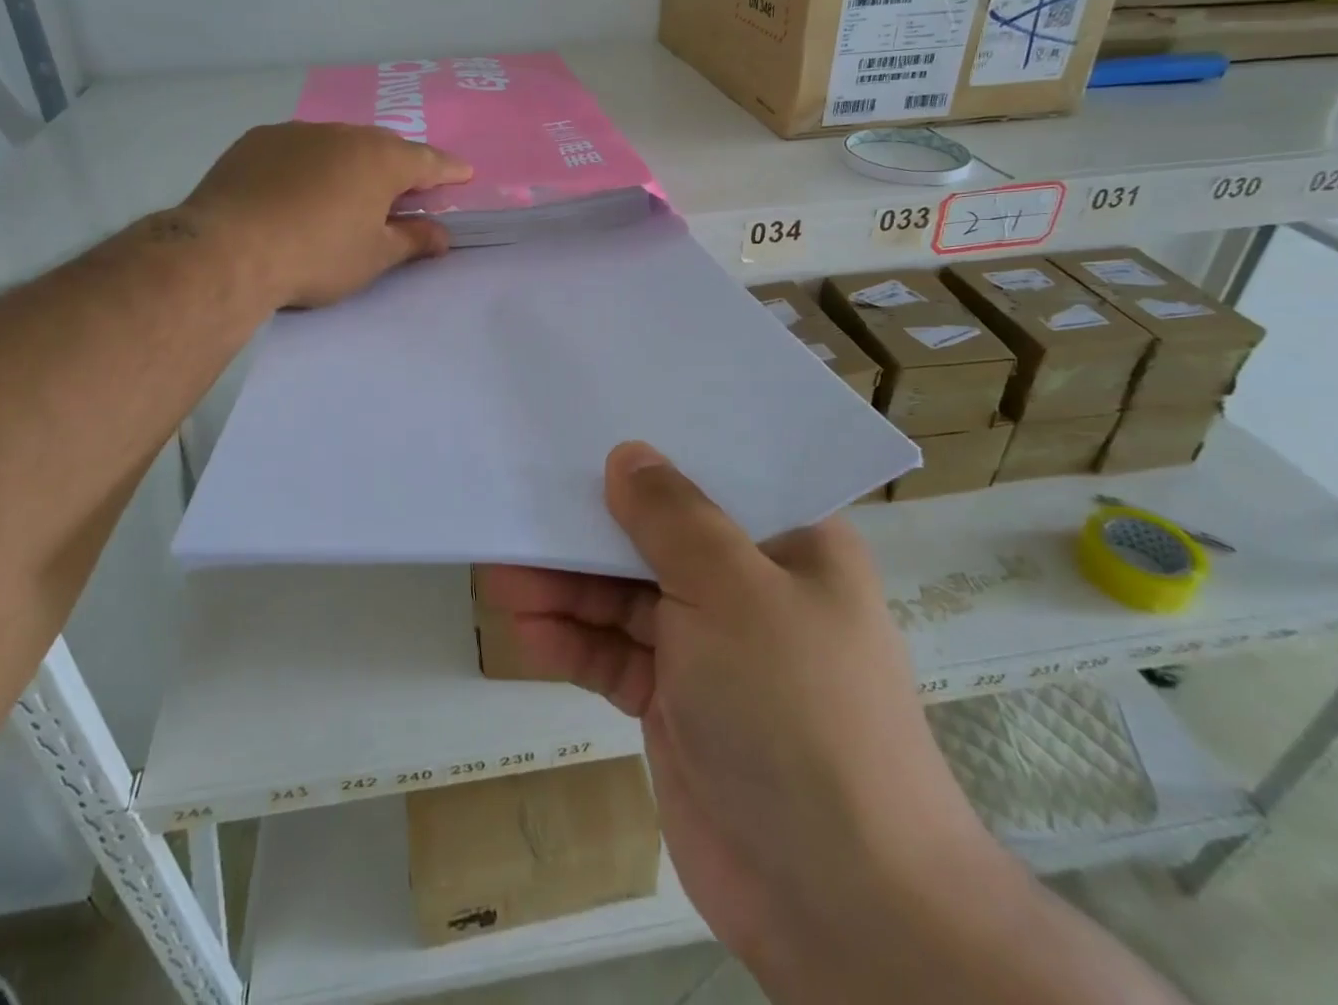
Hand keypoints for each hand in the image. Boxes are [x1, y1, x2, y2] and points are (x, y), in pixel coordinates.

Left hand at [181, 122, 471, 308]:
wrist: (228, 250)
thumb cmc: (316, 256)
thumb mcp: (374, 257)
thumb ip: (412, 241)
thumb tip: (441, 235)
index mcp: (380, 160)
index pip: (428, 162)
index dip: (449, 170)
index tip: (464, 175)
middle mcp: (342, 134)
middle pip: (383, 146)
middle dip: (399, 165)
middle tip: (405, 188)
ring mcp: (296, 133)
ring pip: (338, 143)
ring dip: (351, 162)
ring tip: (348, 189)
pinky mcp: (256, 141)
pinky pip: (298, 148)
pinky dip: (310, 163)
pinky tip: (298, 189)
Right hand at [475, 443, 993, 996]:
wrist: (837, 902)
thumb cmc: (795, 706)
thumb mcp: (732, 589)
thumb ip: (672, 517)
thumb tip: (627, 455)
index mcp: (792, 543)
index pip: (716, 477)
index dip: (653, 457)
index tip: (587, 436)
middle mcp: (754, 588)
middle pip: (659, 539)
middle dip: (590, 532)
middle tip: (521, 514)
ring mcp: (714, 649)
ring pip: (628, 599)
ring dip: (569, 591)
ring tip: (500, 580)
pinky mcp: (678, 704)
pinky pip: (618, 657)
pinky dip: (576, 644)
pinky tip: (528, 634)